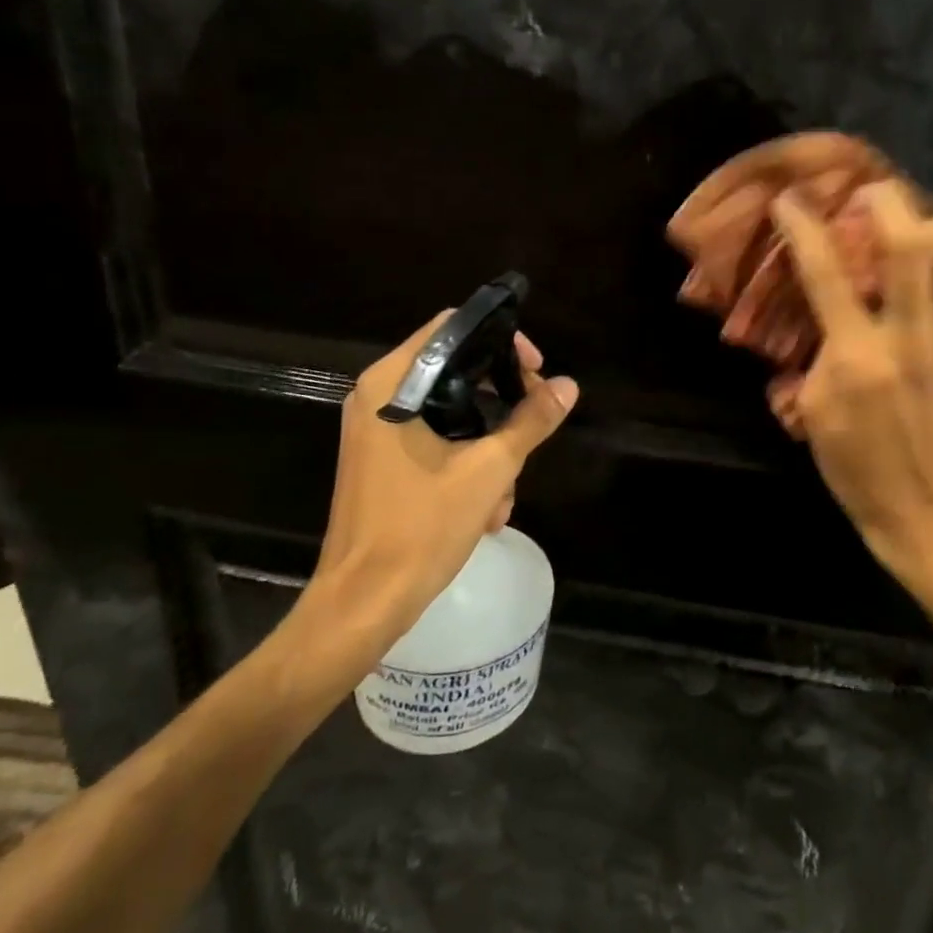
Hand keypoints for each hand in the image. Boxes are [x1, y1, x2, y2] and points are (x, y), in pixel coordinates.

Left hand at [283, 312, 578, 688]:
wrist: (364, 602)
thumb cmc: (421, 528)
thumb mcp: (490, 471)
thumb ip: (531, 421)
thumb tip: (568, 385)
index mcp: (392, 386)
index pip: (452, 329)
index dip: (501, 340)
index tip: (535, 370)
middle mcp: (379, 398)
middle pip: (455, 370)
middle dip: (503, 401)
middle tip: (537, 423)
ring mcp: (378, 432)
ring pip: (452, 412)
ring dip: (490, 444)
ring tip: (507, 492)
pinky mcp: (384, 461)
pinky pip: (436, 441)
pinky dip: (467, 463)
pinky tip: (489, 508)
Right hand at [771, 181, 932, 596]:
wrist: (921, 507)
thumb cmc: (853, 465)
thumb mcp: (810, 411)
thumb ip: (814, 354)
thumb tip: (817, 311)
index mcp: (857, 357)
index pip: (826, 276)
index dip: (804, 229)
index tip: (791, 201)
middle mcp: (909, 338)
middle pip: (909, 249)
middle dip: (887, 204)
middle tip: (868, 188)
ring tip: (918, 214)